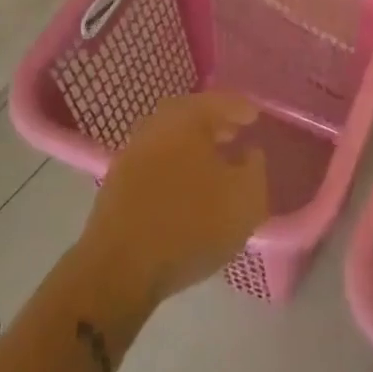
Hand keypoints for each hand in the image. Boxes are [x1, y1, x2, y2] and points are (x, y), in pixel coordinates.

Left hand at [79, 92, 269, 308]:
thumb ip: (255, 169)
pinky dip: (173, 167)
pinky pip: (155, 164)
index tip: (255, 117)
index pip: (218, 102)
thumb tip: (249, 153)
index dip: (240, 108)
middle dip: (213, 123)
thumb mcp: (245, 200)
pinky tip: (185, 189)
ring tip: (212, 165)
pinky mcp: (117, 184)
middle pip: (188, 116)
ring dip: (191, 147)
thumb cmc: (191, 226)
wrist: (120, 269)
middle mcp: (155, 126)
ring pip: (169, 140)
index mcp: (185, 118)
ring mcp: (131, 155)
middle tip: (233, 135)